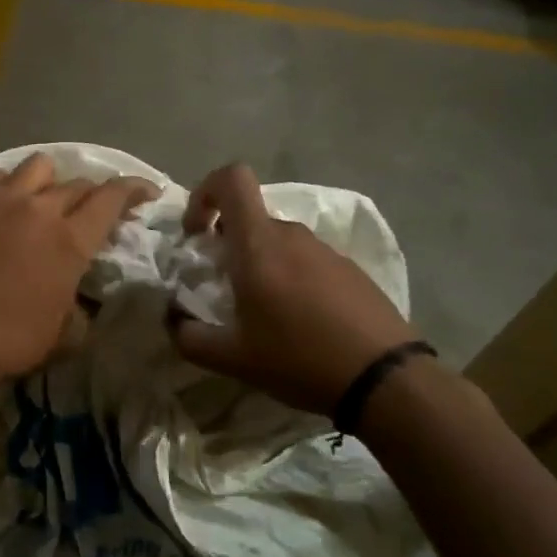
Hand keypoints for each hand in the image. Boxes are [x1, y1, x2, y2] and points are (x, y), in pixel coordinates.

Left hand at [0, 154, 157, 395]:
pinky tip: (4, 206)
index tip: (146, 192)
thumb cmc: (6, 342)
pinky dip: (10, 187)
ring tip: (44, 202)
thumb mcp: (64, 335)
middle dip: (93, 195)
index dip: (134, 190)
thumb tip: (82, 293)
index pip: (112, 198)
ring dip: (51, 183)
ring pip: (38, 167)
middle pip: (77, 183)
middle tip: (90, 213)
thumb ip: (83, 305)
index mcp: (69, 240)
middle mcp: (38, 209)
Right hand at [173, 163, 422, 414]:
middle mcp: (292, 235)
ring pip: (278, 241)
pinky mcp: (349, 269)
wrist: (384, 378)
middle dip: (227, 243)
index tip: (197, 233)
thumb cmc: (299, 358)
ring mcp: (325, 250)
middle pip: (250, 218)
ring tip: (261, 312)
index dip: (205, 193)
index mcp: (259, 244)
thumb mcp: (233, 358)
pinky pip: (306, 260)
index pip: (232, 178)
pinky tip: (299, 322)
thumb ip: (190, 337)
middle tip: (222, 285)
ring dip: (259, 263)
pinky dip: (291, 277)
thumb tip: (173, 321)